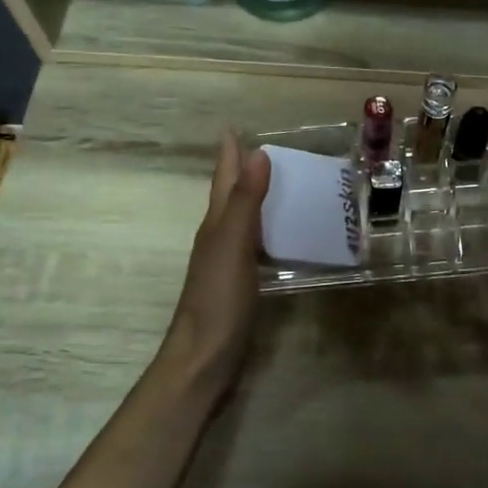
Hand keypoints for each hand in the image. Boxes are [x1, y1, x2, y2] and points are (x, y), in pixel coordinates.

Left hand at [158, 131, 270, 390]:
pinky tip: (283, 236)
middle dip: (242, 170)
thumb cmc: (218, 301)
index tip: (233, 127)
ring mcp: (228, 263)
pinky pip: (255, 245)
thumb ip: (246, 202)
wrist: (204, 360)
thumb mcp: (233, 245)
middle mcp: (218, 238)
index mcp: (215, 225)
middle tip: (266, 149)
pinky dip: (267, 231)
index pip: (223, 180)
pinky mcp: (240, 285)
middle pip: (230, 196)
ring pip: (242, 220)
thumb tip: (257, 153)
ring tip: (282, 183)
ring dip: (256, 199)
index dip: (229, 154)